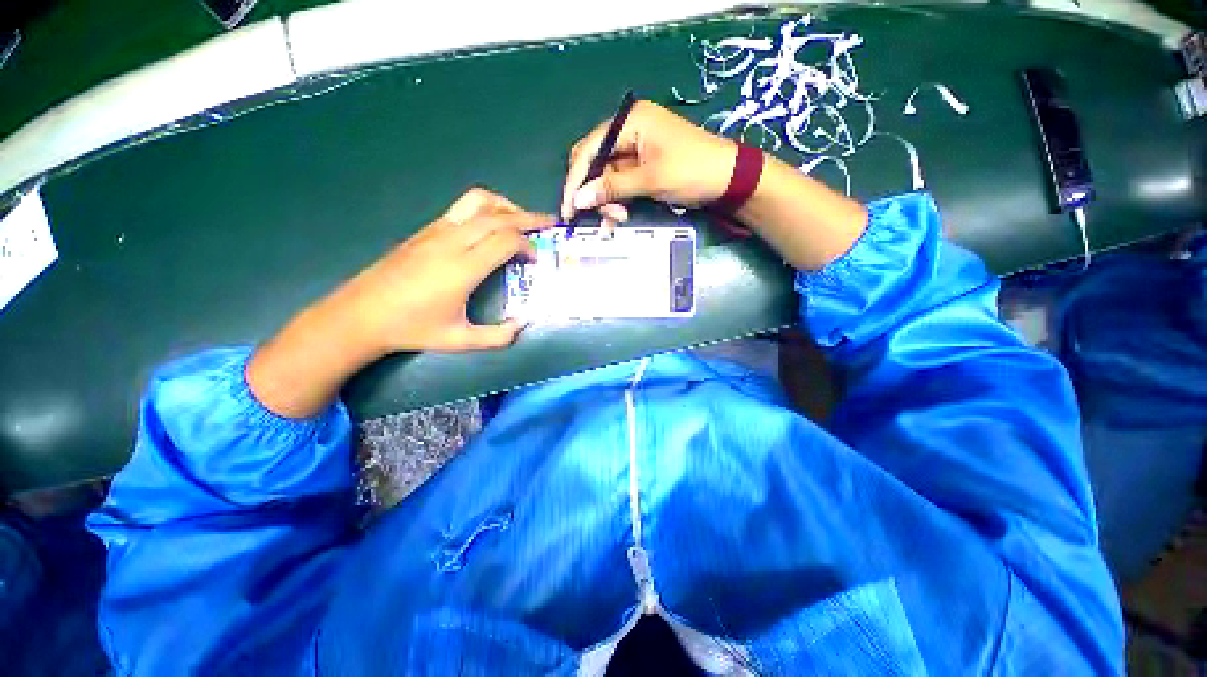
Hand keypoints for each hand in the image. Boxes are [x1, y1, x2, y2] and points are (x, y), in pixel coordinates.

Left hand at [328, 188, 553, 354]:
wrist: (360, 314)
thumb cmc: (412, 328)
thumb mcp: (459, 341)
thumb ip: (497, 337)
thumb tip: (523, 324)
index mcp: (463, 268)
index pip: (506, 240)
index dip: (528, 246)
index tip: (535, 261)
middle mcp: (452, 241)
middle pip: (499, 216)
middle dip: (529, 218)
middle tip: (549, 223)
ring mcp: (436, 231)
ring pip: (478, 202)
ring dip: (506, 206)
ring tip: (521, 219)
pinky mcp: (426, 230)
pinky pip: (462, 208)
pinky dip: (486, 210)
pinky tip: (491, 227)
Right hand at [560, 100, 735, 225]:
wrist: (727, 179)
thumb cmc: (692, 170)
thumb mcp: (650, 179)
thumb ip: (612, 188)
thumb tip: (578, 200)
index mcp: (630, 122)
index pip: (590, 149)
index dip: (576, 180)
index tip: (568, 208)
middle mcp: (628, 132)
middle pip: (595, 163)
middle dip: (594, 192)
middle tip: (600, 217)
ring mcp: (636, 151)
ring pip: (606, 178)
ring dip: (607, 201)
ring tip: (617, 220)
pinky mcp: (642, 168)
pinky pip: (620, 185)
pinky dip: (617, 202)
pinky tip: (618, 218)